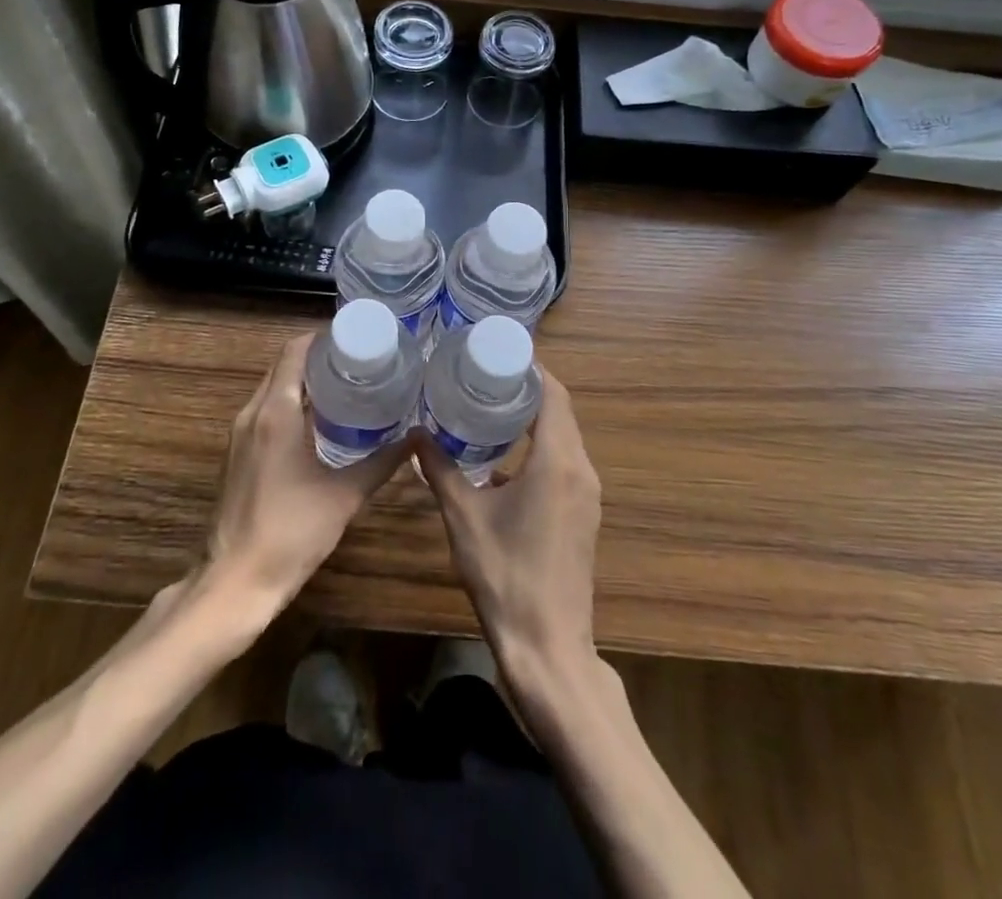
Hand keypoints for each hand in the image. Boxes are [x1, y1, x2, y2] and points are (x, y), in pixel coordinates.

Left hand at [201, 333, 402, 620]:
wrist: (235, 582)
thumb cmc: (291, 533)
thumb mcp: (344, 496)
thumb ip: (382, 463)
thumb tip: (418, 439)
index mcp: (276, 412)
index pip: (293, 352)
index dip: (321, 339)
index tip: (354, 339)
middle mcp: (253, 413)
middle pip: (282, 367)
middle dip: (316, 357)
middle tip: (358, 360)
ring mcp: (240, 434)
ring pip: (271, 389)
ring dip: (302, 381)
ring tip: (344, 385)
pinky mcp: (237, 453)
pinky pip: (264, 411)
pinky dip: (289, 403)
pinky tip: (319, 421)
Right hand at [415, 371, 601, 693]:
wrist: (548, 649)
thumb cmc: (505, 576)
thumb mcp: (463, 517)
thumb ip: (440, 470)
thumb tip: (415, 434)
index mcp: (558, 462)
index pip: (553, 394)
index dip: (530, 367)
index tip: (496, 351)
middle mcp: (581, 470)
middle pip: (560, 411)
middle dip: (526, 388)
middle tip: (483, 373)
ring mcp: (586, 495)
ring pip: (564, 438)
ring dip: (533, 418)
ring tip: (489, 404)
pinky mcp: (583, 515)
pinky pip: (564, 463)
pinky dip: (539, 447)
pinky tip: (503, 456)